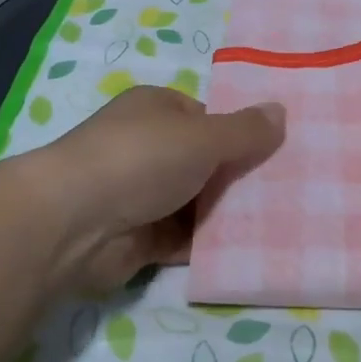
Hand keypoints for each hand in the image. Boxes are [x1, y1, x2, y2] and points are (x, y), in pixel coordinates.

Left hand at [34, 85, 284, 293]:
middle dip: (238, 177)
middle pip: (204, 161)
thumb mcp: (204, 136)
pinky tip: (247, 250)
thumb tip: (281, 111)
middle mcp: (147, 148)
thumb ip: (245, 130)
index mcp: (156, 110)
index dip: (238, 133)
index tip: (276, 152)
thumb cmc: (142, 159)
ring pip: (197, 202)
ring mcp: (141, 194)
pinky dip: (209, 245)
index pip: (206, 118)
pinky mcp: (138, 238)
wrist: (74, 224)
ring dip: (227, 214)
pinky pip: (184, 239)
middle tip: (286, 190)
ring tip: (278, 222)